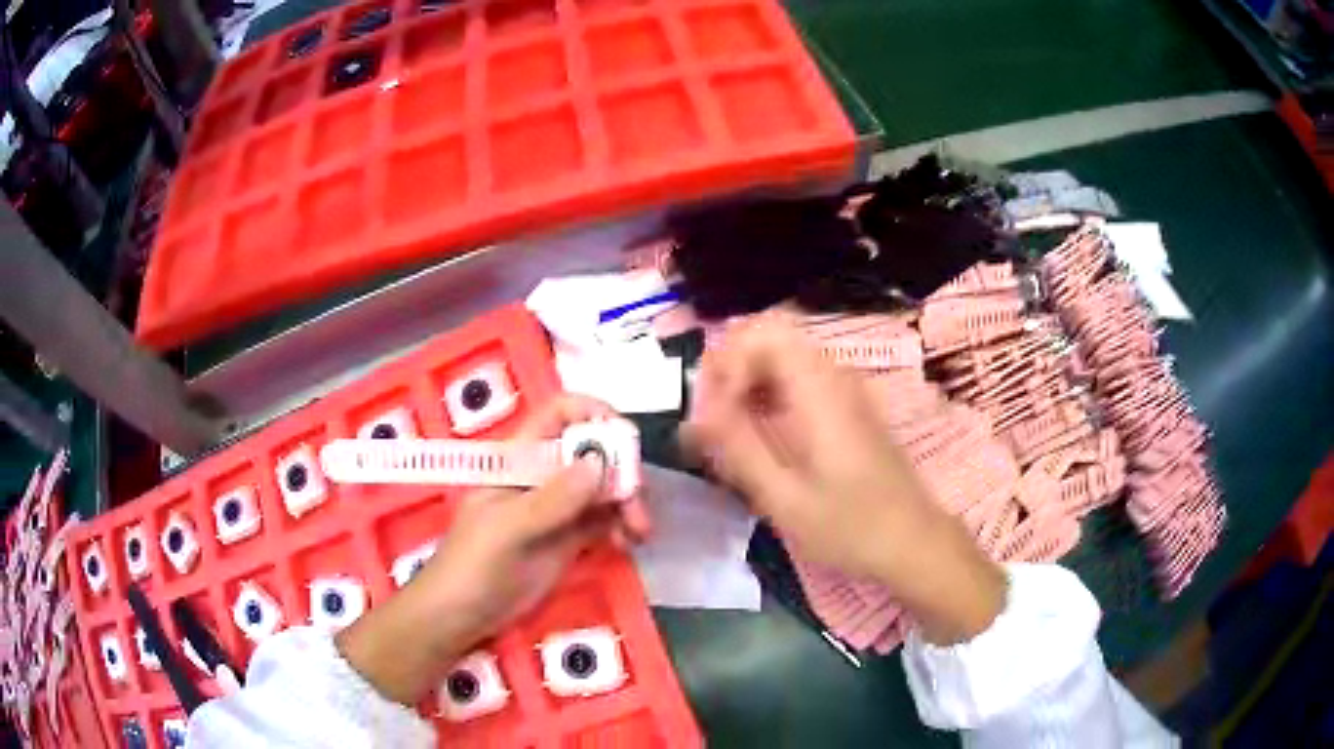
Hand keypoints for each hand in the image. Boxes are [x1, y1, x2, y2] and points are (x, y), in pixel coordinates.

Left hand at [337, 396, 650, 703]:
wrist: (460, 617)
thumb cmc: (472, 565)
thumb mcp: (507, 529)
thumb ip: (552, 499)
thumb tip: (599, 463)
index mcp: (519, 459)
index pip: (558, 415)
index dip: (592, 413)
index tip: (624, 438)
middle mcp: (542, 476)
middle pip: (592, 452)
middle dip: (621, 469)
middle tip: (636, 502)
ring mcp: (557, 509)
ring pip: (604, 487)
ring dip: (628, 501)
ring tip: (639, 533)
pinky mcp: (569, 539)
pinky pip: (604, 520)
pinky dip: (623, 525)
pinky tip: (629, 544)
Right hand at [683, 309, 1004, 643]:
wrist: (912, 541)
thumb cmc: (850, 527)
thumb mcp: (785, 499)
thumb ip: (738, 448)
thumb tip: (696, 413)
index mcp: (819, 391)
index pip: (763, 333)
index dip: (727, 361)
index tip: (713, 411)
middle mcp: (834, 375)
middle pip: (771, 335)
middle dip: (732, 366)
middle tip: (712, 415)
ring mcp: (845, 387)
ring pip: (783, 354)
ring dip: (749, 379)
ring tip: (728, 429)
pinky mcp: (848, 405)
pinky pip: (799, 375)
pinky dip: (770, 391)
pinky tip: (760, 434)